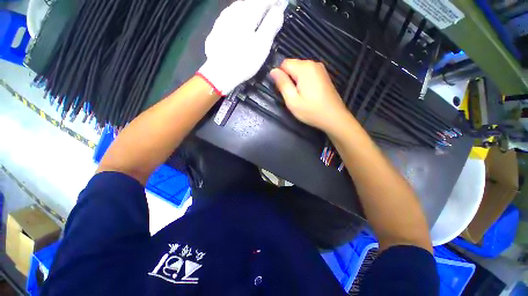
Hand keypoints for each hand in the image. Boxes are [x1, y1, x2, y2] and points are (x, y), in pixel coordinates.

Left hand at [198, 0, 287, 95]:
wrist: (219, 73)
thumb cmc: (244, 60)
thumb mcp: (262, 45)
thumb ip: (271, 25)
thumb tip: (278, 11)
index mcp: (248, 12)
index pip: (264, 0)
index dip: (275, 2)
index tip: (281, 4)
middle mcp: (234, 10)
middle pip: (251, 1)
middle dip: (262, 4)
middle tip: (271, 10)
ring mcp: (223, 18)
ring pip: (240, 7)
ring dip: (251, 8)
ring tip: (257, 15)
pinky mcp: (217, 28)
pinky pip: (231, 16)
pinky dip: (240, 17)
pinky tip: (241, 24)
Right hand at [270, 59, 351, 131]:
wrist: (334, 117)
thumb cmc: (311, 111)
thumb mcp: (292, 100)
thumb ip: (282, 84)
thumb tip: (273, 71)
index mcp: (304, 68)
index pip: (284, 63)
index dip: (280, 76)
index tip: (284, 90)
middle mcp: (313, 63)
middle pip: (292, 66)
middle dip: (289, 79)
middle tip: (292, 96)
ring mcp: (320, 69)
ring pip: (299, 70)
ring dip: (296, 81)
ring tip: (300, 96)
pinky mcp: (323, 75)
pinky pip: (307, 74)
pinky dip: (304, 82)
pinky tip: (308, 94)